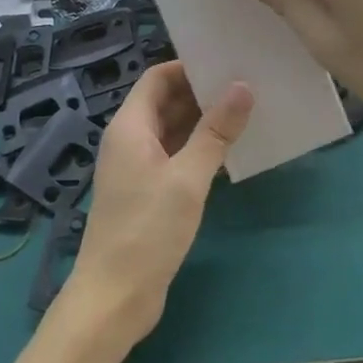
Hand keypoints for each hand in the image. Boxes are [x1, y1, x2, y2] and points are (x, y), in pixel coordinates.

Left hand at [62, 62, 251, 351]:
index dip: (188, 67)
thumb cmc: (147, 231)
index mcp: (129, 127)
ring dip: (203, 122)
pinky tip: (230, 153)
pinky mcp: (147, 193)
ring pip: (172, 131)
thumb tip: (242, 87)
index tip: (227, 64)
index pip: (157, 78)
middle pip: (165, 102)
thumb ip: (215, 132)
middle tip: (247, 86)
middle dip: (202, 93)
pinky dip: (198, 150)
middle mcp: (130, 141)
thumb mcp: (187, 178)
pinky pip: (175, 157)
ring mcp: (137, 168)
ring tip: (247, 113)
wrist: (114, 298)